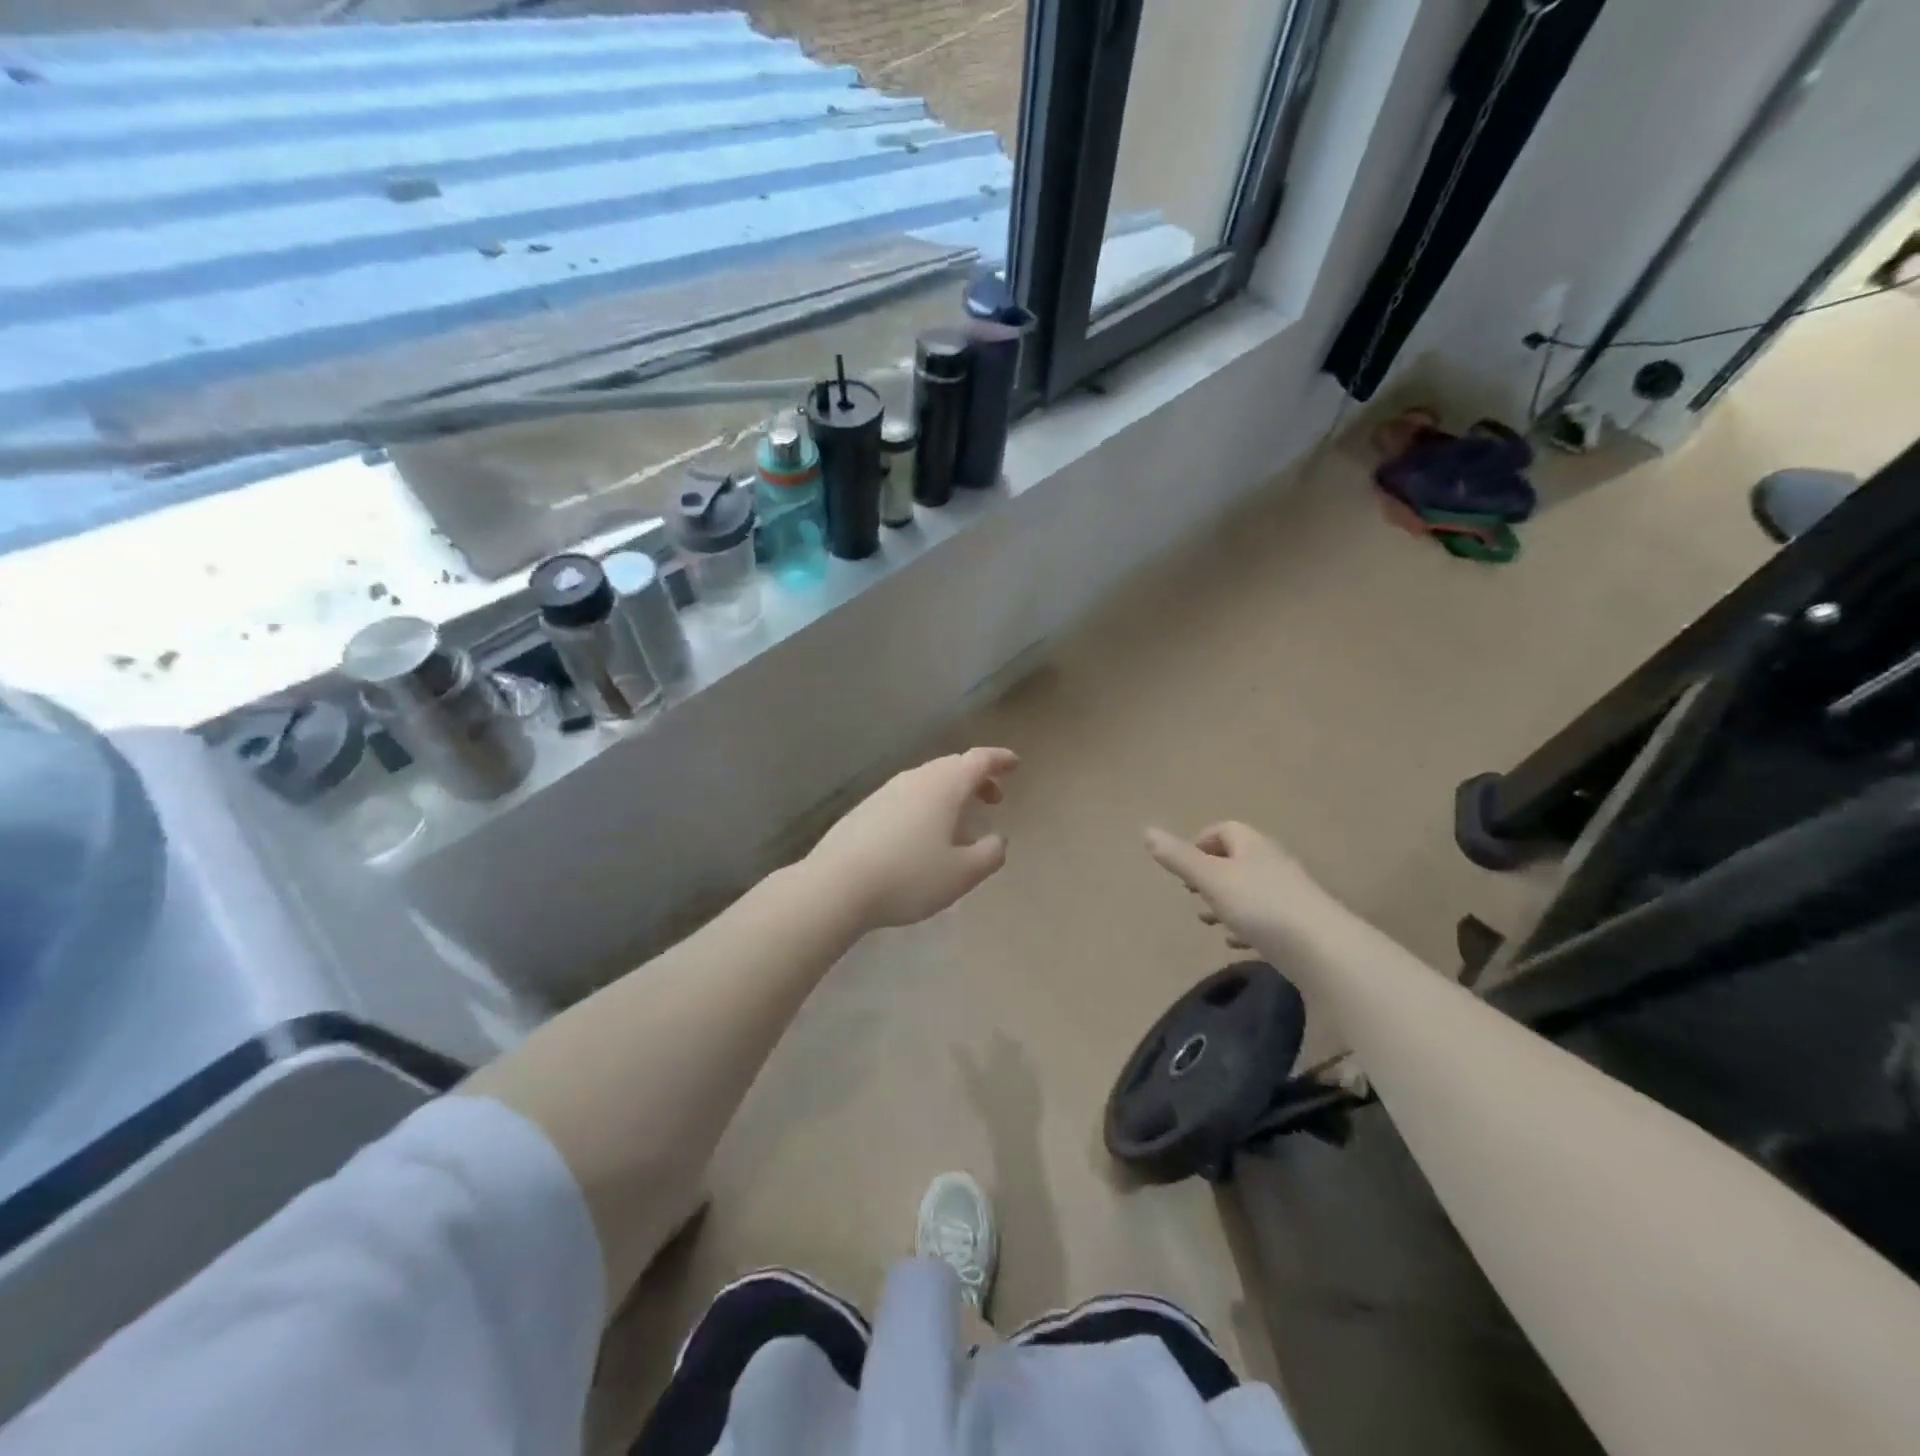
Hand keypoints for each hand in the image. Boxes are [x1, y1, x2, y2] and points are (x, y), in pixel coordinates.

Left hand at [808, 748, 1018, 931]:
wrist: (836, 885)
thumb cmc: (909, 877)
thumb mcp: (962, 874)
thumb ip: (989, 855)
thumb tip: (999, 840)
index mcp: (944, 786)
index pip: (978, 760)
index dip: (1000, 760)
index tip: (1014, 765)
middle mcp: (915, 779)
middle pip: (952, 767)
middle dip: (977, 778)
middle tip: (993, 798)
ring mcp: (886, 792)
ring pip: (927, 781)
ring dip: (950, 793)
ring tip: (960, 822)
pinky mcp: (865, 809)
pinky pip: (907, 797)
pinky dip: (926, 805)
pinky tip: (923, 835)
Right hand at [1144, 821, 1346, 961]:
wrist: (1325, 950)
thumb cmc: (1261, 906)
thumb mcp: (1211, 879)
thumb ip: (1179, 858)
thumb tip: (1147, 830)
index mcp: (1251, 846)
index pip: (1224, 830)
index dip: (1200, 842)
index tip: (1182, 865)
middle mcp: (1272, 864)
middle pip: (1237, 860)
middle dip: (1210, 875)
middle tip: (1191, 894)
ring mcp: (1289, 895)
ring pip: (1249, 891)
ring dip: (1226, 903)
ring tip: (1208, 922)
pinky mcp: (1300, 926)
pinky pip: (1266, 920)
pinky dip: (1246, 927)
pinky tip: (1236, 945)